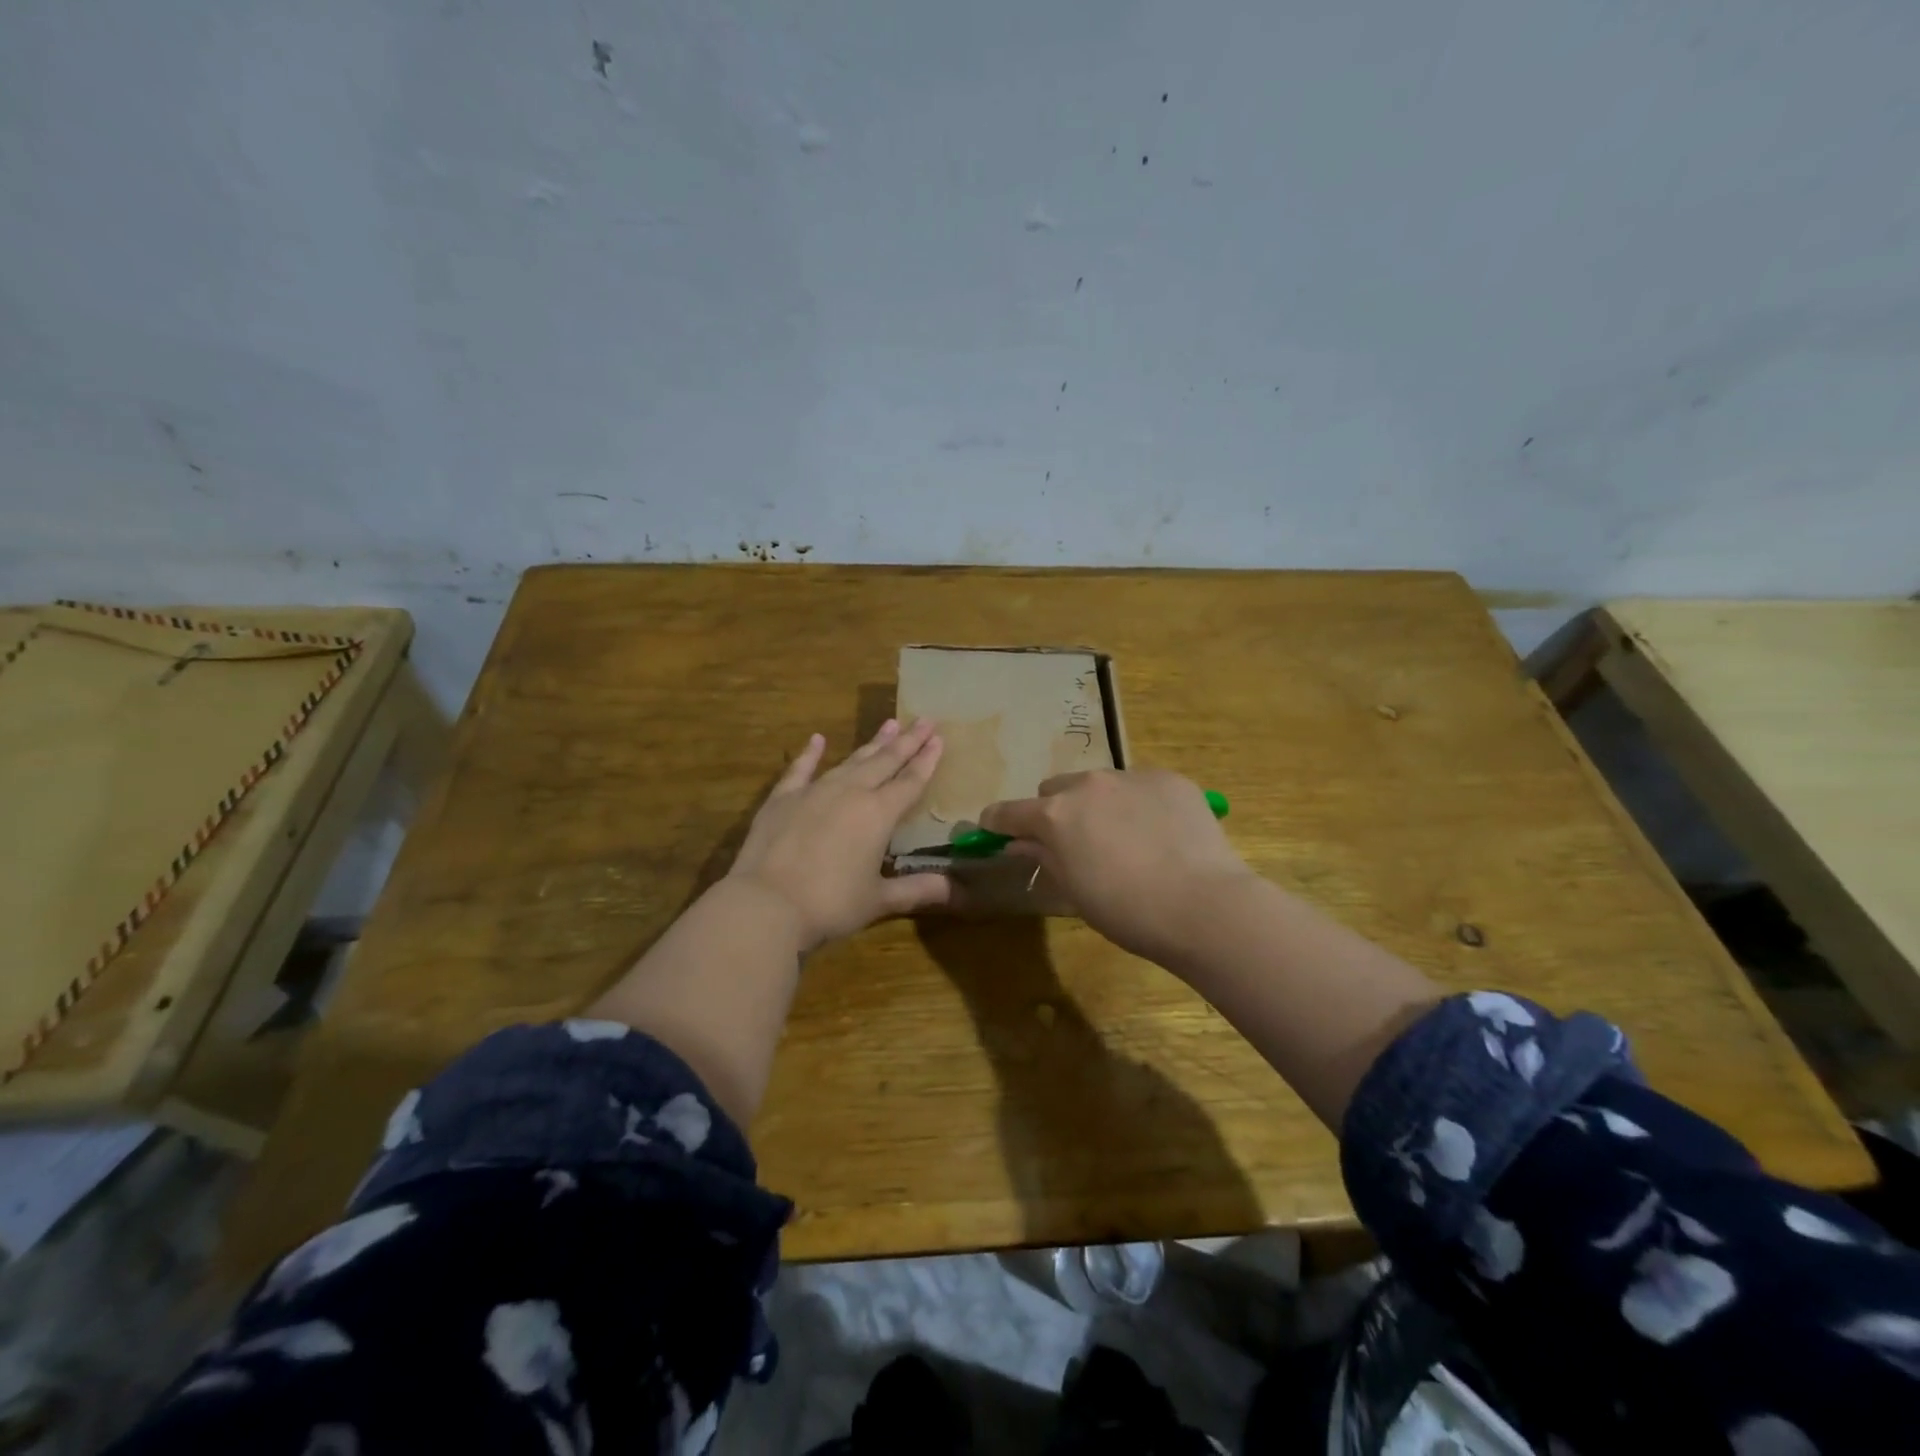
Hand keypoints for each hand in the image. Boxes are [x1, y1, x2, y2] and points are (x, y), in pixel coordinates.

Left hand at [725, 718, 952, 953]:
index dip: (926, 761)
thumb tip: (957, 892)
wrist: (767, 904)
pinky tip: (817, 739)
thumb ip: (917, 890)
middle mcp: (850, 793)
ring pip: (851, 761)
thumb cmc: (830, 904)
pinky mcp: (783, 798)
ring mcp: (814, 791)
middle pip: (885, 762)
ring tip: (890, 724)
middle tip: (925, 720)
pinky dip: (810, 754)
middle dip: (908, 741)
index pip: (910, 782)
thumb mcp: (879, 900)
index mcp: (878, 814)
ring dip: (872, 744)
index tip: (939, 738)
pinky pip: (801, 769)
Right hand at [979, 768, 1254, 963]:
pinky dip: (1138, 803)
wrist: (1203, 905)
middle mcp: (1087, 784)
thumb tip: (1021, 843)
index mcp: (1056, 815)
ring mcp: (1130, 776)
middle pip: (1055, 789)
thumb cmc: (1127, 911)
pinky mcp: (1168, 778)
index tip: (995, 831)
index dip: (998, 823)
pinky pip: (1140, 785)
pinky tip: (1160, 834)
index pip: (1008, 812)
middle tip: (1075, 842)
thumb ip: (1044, 857)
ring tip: (1125, 838)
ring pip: (1099, 784)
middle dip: (1055, 811)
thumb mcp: (1074, 890)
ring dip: (1098, 804)